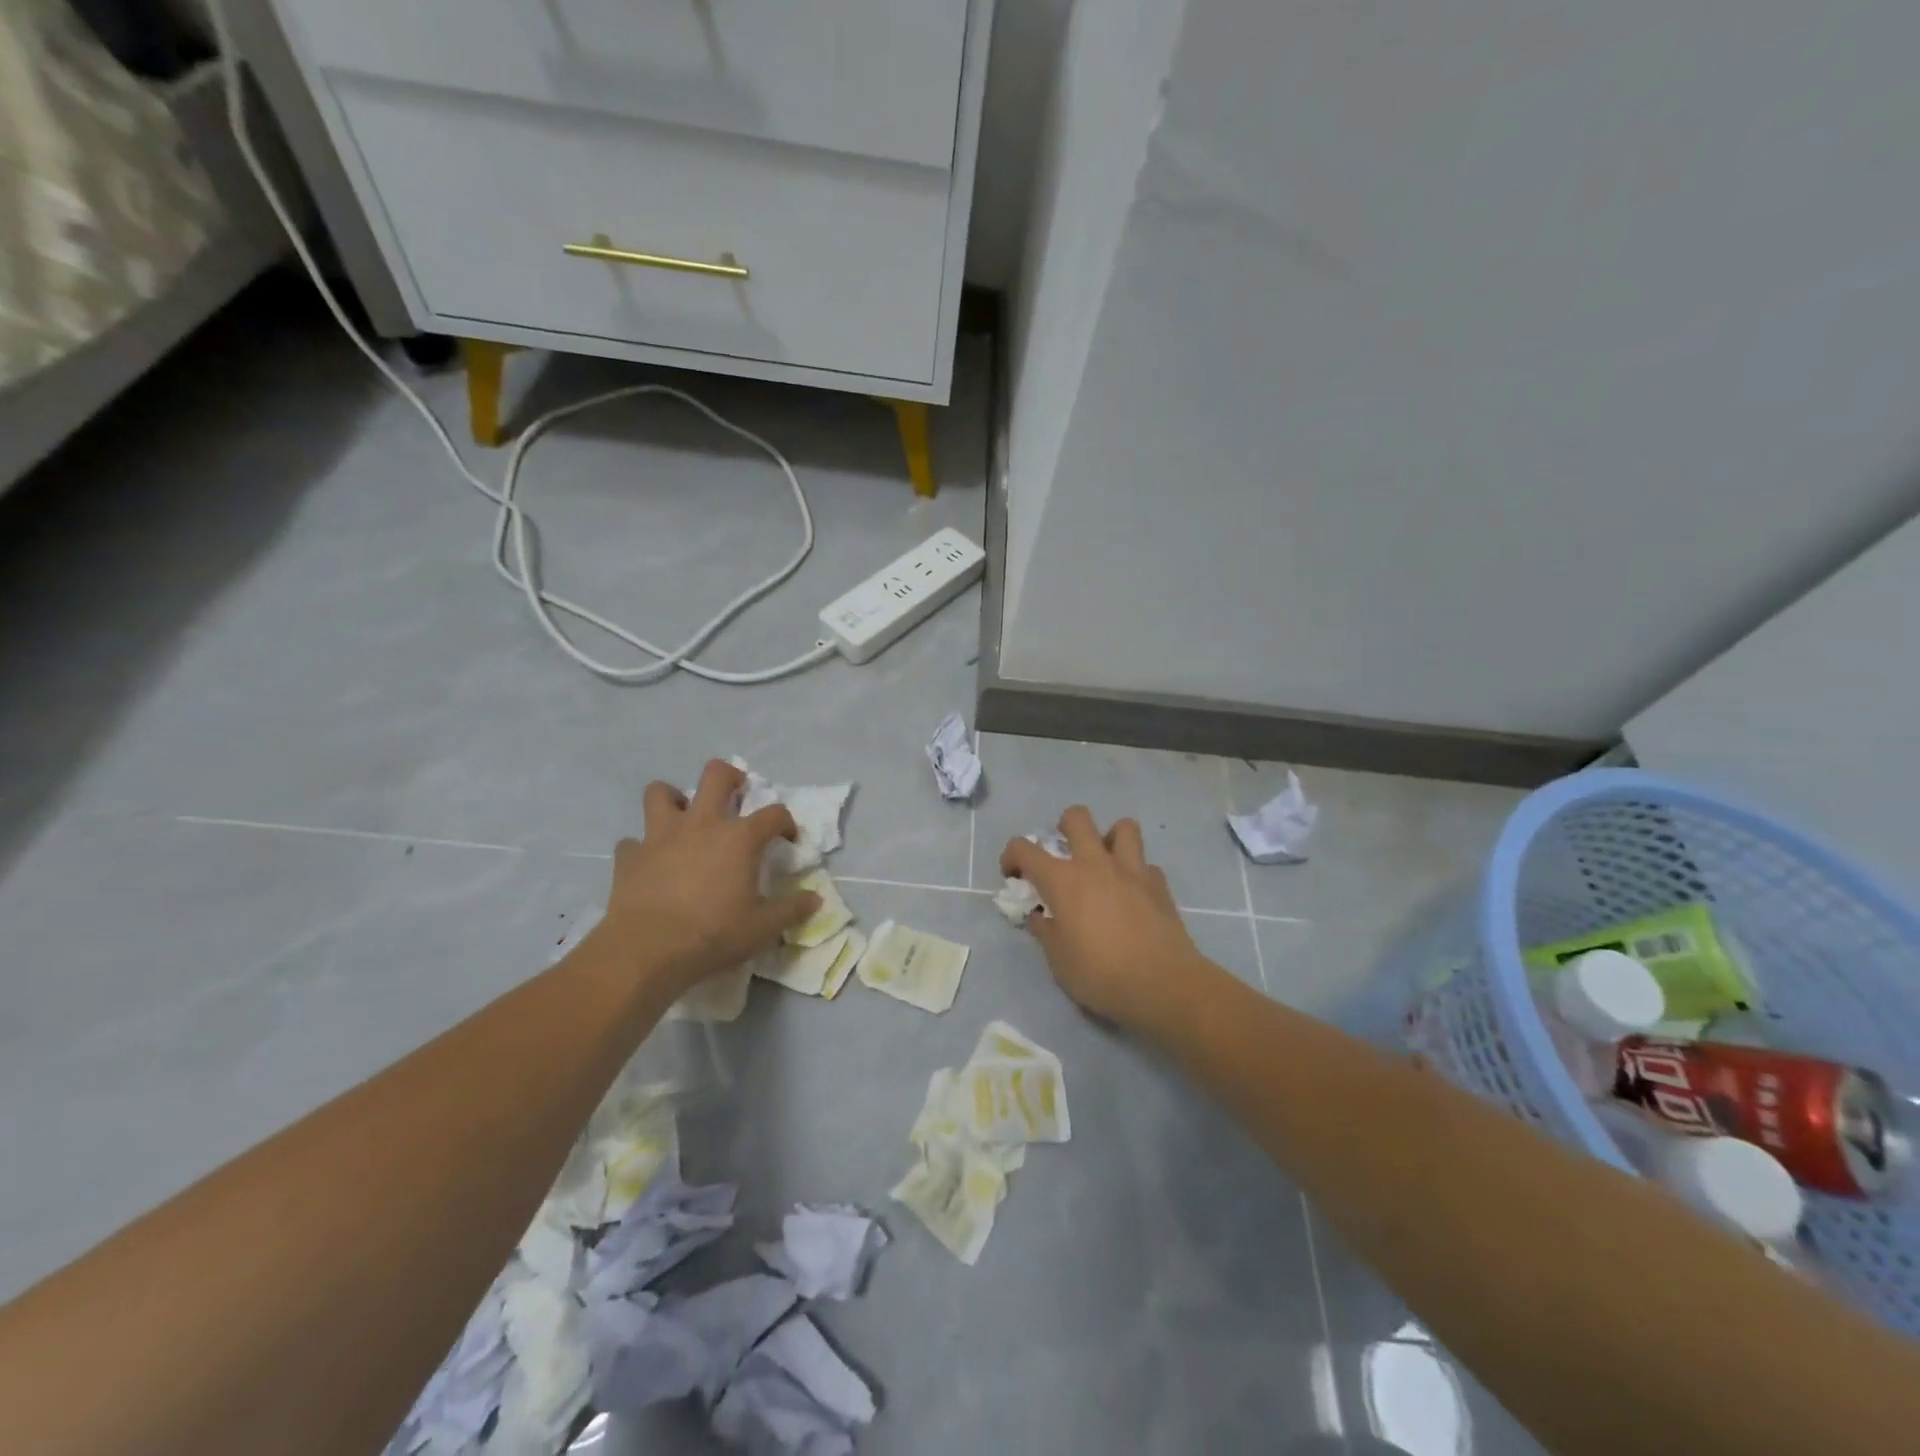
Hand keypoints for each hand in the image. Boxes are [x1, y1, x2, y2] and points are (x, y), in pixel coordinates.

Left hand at [598, 760, 818, 995]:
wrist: (647, 950)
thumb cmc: (713, 934)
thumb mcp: (762, 928)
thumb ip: (791, 910)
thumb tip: (815, 900)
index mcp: (740, 838)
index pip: (774, 814)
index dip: (785, 822)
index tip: (787, 838)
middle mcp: (701, 824)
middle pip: (715, 775)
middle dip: (729, 776)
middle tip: (736, 792)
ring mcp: (660, 835)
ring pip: (661, 792)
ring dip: (673, 799)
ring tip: (683, 817)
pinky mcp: (630, 856)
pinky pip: (633, 841)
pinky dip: (642, 848)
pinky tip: (649, 863)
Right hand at [1000, 806, 1212, 1032]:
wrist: (1162, 984)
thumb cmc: (1100, 974)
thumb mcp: (1058, 960)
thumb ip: (1045, 931)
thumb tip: (1040, 916)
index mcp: (1063, 880)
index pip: (1025, 849)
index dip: (1012, 856)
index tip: (1014, 875)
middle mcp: (1095, 864)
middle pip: (1077, 818)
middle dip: (1064, 827)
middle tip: (1064, 852)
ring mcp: (1131, 870)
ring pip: (1122, 827)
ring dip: (1109, 838)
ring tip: (1105, 862)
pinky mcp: (1159, 884)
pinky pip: (1146, 865)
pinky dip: (1136, 873)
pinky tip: (1133, 895)